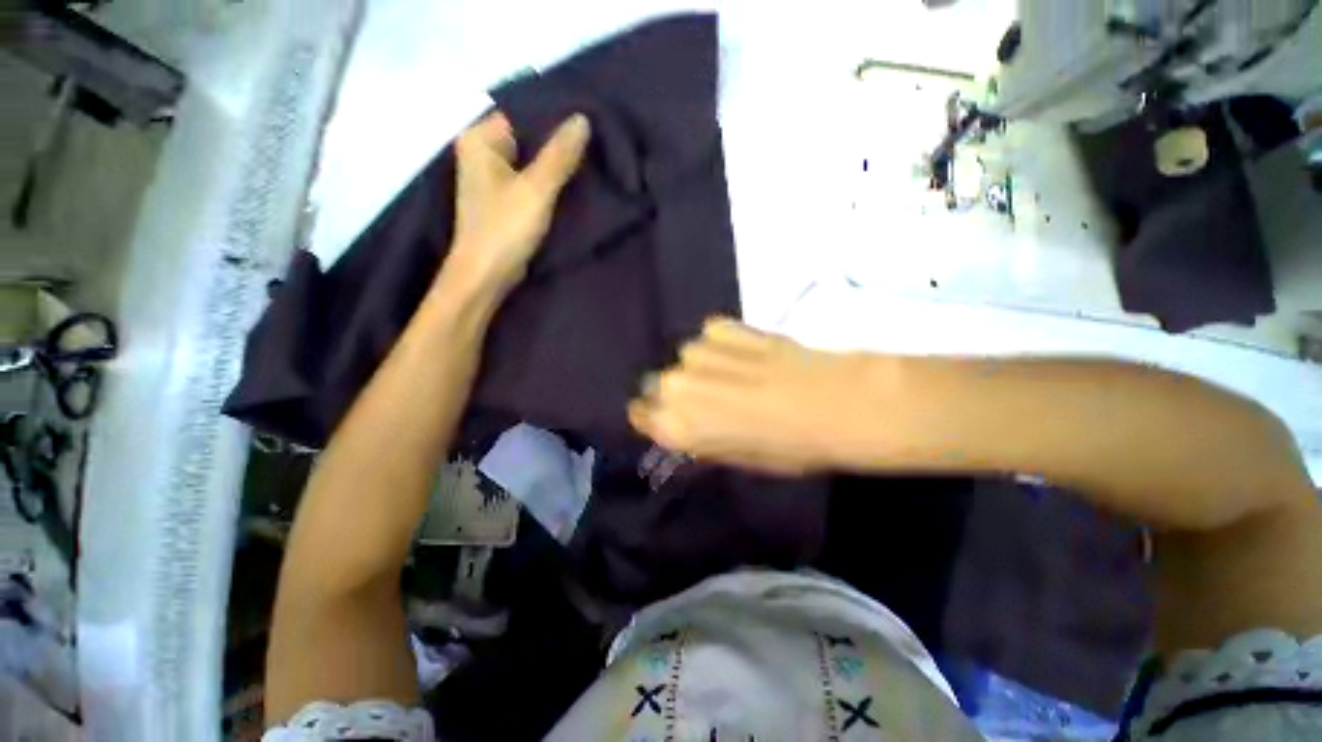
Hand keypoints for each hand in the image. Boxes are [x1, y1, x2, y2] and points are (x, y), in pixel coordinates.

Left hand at [443, 111, 590, 296]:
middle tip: (599, 121)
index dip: (556, 106)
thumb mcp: (537, 187)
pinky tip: (576, 164)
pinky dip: (549, 166)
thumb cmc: (501, 230)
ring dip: (556, 149)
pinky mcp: (500, 189)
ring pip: (530, 148)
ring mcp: (490, 169)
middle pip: (527, 127)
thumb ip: (561, 151)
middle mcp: (480, 147)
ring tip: (594, 140)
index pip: (523, 107)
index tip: (590, 104)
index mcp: (479, 138)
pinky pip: (530, 166)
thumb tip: (582, 117)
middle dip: (558, 128)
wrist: (481, 280)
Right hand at [628, 318, 870, 474]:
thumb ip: (705, 439)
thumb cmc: (789, 449)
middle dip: (680, 391)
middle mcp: (676, 387)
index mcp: (675, 426)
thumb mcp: (740, 459)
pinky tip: (749, 353)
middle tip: (715, 401)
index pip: (642, 414)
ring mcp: (699, 352)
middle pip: (661, 384)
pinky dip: (723, 343)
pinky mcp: (725, 326)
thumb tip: (694, 426)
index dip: (659, 416)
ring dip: (704, 365)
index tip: (679, 419)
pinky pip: (711, 335)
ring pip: (687, 357)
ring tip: (737, 375)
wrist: (833, 404)